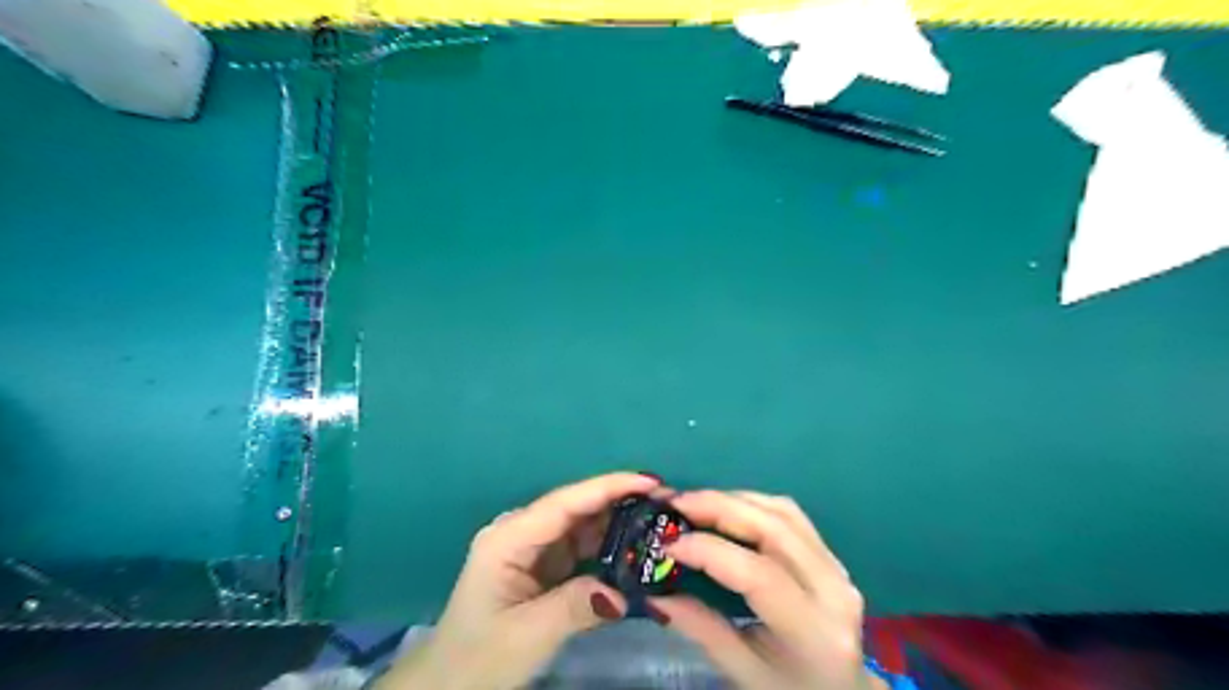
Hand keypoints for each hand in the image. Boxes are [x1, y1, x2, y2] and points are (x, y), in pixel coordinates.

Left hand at [377, 471, 656, 688]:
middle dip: (620, 501)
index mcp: (509, 538)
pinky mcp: (542, 564)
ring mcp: (531, 547)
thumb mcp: (529, 634)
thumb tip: (625, 593)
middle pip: (576, 508)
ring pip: (582, 525)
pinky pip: (580, 546)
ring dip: (618, 522)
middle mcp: (520, 531)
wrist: (449, 684)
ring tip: (659, 522)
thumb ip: (577, 606)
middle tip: (667, 503)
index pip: (565, 503)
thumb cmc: (480, 658)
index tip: (651, 481)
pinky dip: (608, 546)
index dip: (609, 487)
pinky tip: (634, 548)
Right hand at [653, 491, 883, 689]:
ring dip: (734, 499)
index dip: (709, 551)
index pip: (758, 574)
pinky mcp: (831, 554)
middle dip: (719, 507)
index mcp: (812, 631)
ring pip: (783, 512)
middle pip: (774, 528)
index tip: (668, 544)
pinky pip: (791, 514)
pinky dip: (753, 503)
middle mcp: (833, 589)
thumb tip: (654, 592)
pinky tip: (726, 508)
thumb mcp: (743, 672)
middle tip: (676, 503)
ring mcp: (837, 566)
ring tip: (694, 503)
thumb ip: (700, 628)